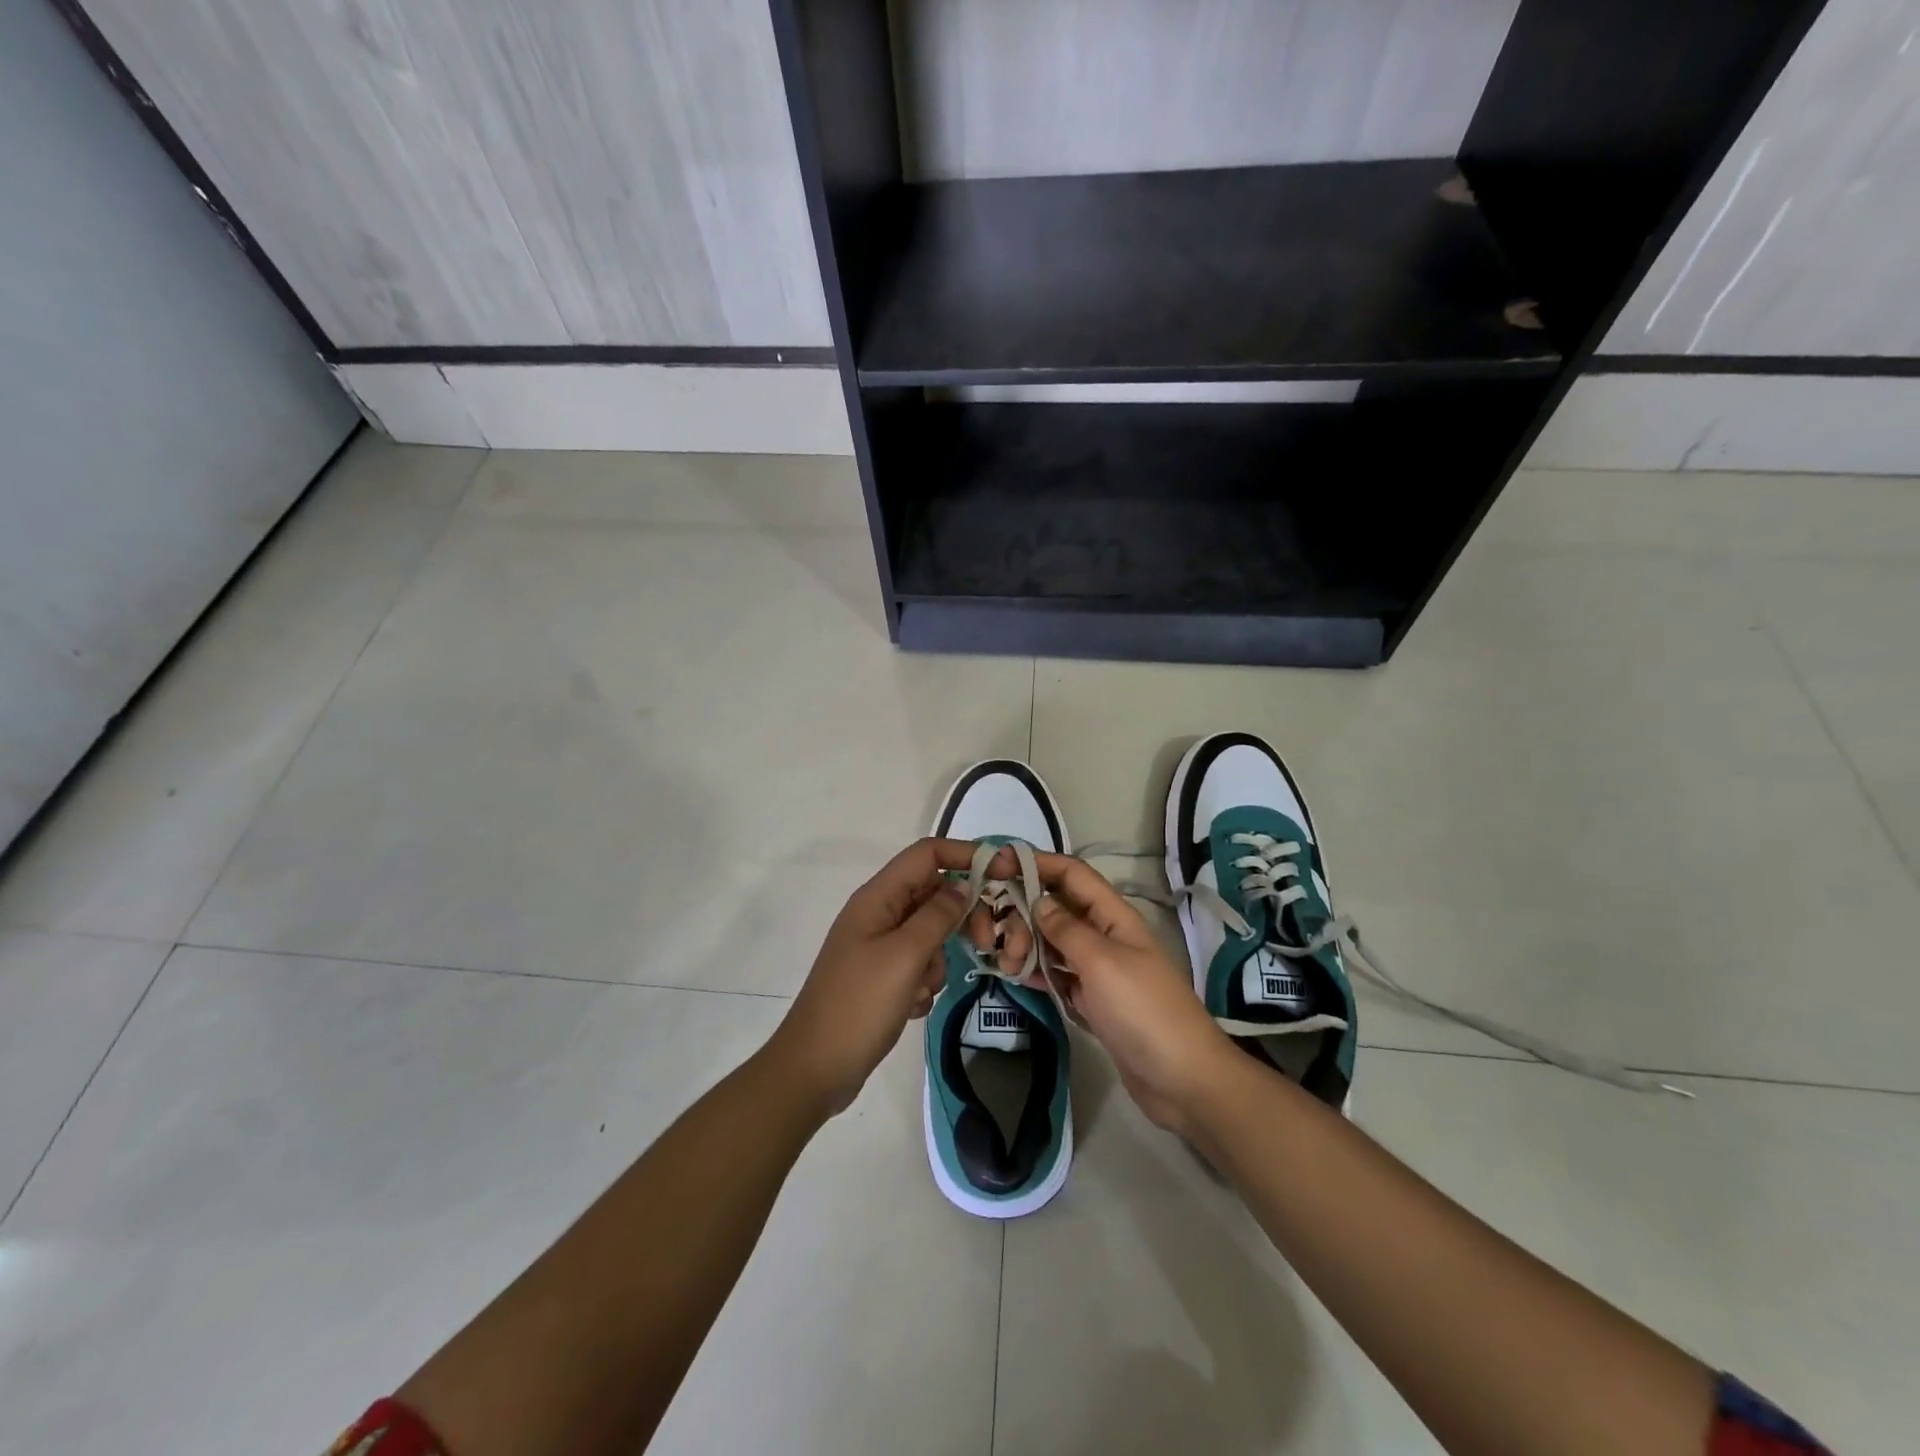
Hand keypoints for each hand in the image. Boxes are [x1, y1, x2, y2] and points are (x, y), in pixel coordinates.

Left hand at [767, 838, 975, 1115]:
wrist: (815, 1069)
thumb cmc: (859, 1005)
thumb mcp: (905, 956)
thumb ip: (937, 916)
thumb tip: (962, 885)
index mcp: (877, 898)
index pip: (927, 854)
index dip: (966, 854)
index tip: (1006, 871)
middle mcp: (878, 914)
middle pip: (933, 894)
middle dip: (960, 916)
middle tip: (984, 942)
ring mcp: (878, 946)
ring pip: (930, 933)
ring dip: (938, 960)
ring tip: (923, 988)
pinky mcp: (882, 976)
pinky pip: (919, 964)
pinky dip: (924, 982)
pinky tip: (911, 1007)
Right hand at [991, 853, 1234, 1136]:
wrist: (1183, 1079)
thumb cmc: (1143, 1010)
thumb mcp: (1102, 962)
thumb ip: (1066, 929)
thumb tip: (1038, 900)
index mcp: (1113, 916)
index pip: (1072, 874)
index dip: (1038, 863)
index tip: (998, 864)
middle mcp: (1104, 936)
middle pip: (1057, 907)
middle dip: (1023, 913)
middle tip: (997, 939)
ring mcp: (1098, 970)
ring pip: (1053, 942)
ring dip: (1026, 944)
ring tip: (1004, 962)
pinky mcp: (1093, 1000)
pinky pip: (1057, 974)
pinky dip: (1036, 972)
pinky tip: (1015, 975)